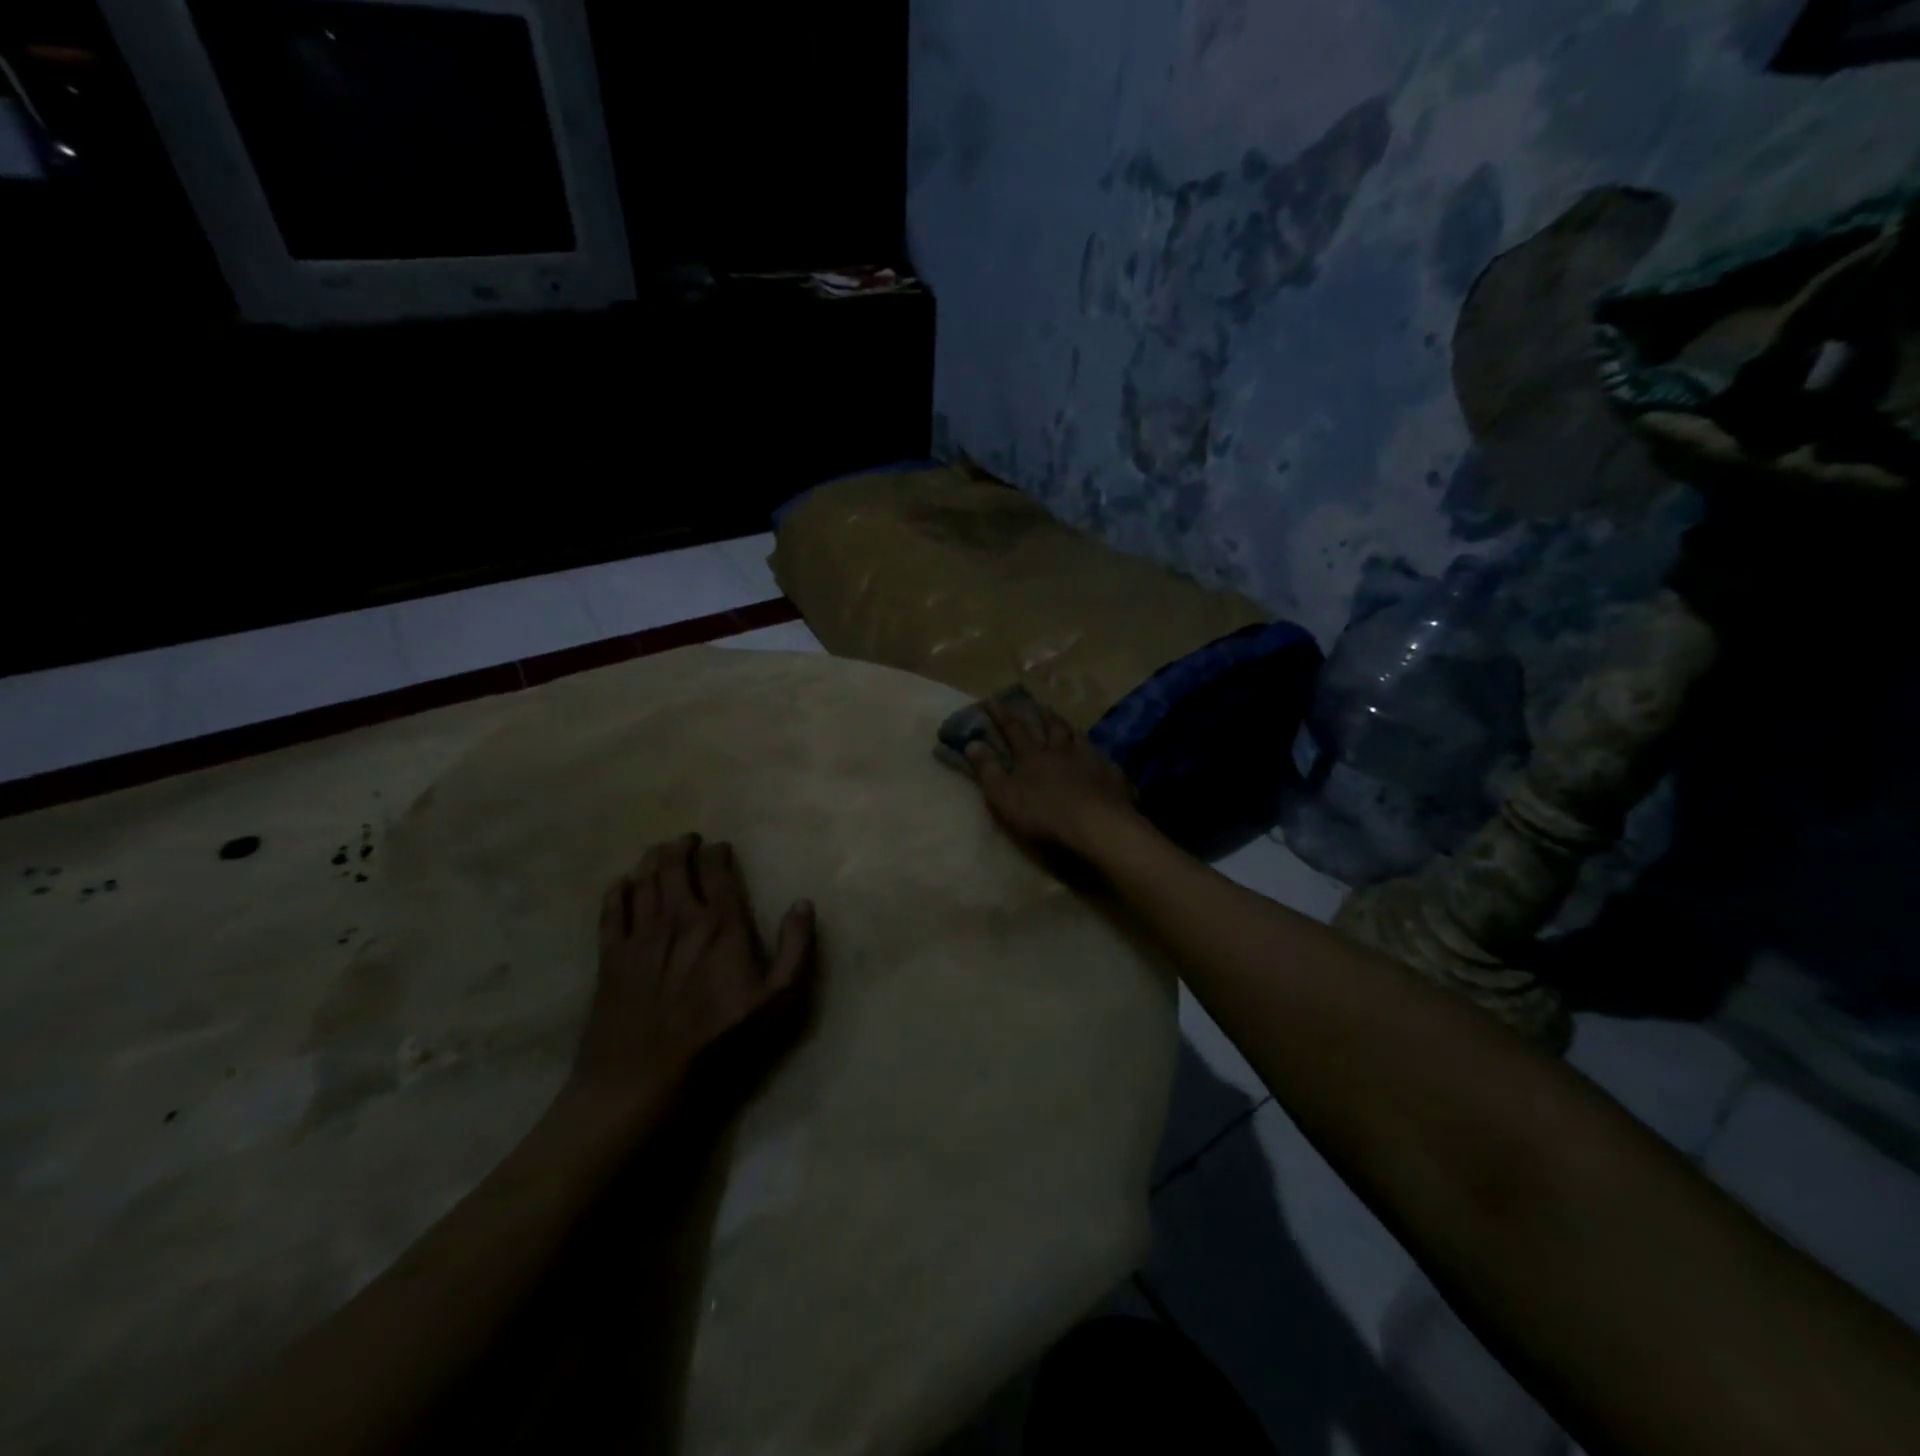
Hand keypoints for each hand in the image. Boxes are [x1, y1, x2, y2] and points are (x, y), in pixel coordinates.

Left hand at [569, 834, 817, 1120]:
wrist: (642, 1081)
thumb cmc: (718, 1043)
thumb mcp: (776, 1003)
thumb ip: (795, 949)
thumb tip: (802, 904)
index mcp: (720, 924)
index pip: (717, 870)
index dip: (718, 852)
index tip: (721, 848)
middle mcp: (678, 918)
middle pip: (675, 866)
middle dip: (682, 846)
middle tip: (688, 840)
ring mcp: (640, 936)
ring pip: (643, 880)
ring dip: (652, 859)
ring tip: (659, 851)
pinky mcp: (610, 957)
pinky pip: (611, 910)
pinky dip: (617, 890)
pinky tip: (622, 884)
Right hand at [963, 694, 1140, 854]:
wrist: (1097, 825)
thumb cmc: (1043, 813)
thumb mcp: (1003, 795)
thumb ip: (987, 769)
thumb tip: (972, 743)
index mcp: (1032, 755)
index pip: (1014, 728)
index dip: (1002, 714)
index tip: (992, 700)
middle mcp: (1061, 750)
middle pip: (1051, 726)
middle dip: (1041, 715)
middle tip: (1037, 705)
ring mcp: (1090, 759)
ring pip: (1078, 737)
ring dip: (1069, 728)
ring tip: (1066, 724)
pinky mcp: (1112, 774)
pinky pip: (1102, 758)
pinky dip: (1096, 753)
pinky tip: (1098, 756)